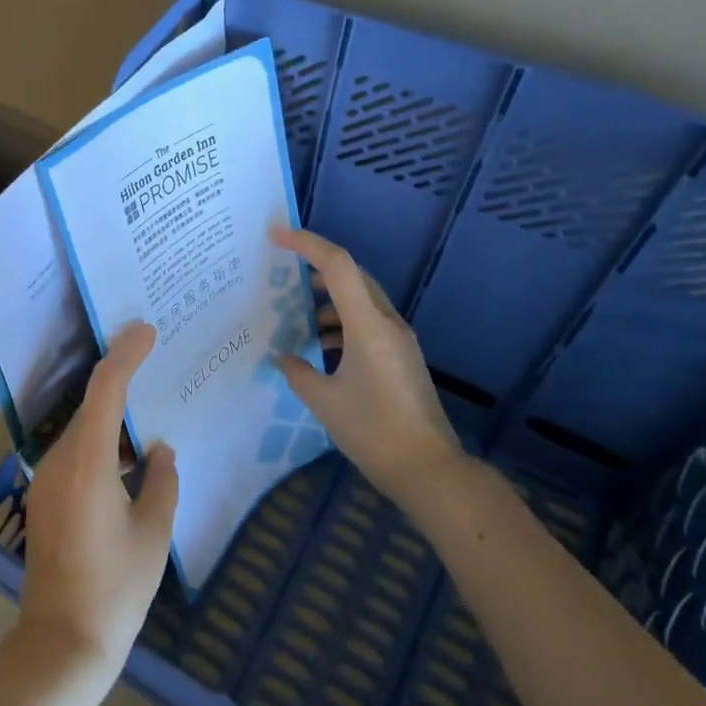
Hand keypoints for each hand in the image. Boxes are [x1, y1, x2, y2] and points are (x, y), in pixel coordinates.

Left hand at [16, 323, 178, 705]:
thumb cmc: (116, 590)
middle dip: (120, 379)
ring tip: (148, 407)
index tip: (146, 331)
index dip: (125, 355)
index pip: (105, 390)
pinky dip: (101, 442)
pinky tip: (127, 456)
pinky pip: (75, 454)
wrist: (61, 643)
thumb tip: (159, 452)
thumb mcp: (154, 534)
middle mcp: (59, 461)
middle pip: (90, 405)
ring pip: (82, 430)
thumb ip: (162, 482)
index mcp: (88, 463)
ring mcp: (45, 481)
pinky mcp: (43, 499)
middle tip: (154, 360)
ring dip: (111, 415)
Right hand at [271, 227, 466, 498]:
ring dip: (329, 299)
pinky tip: (321, 347)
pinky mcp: (401, 357)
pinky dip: (342, 323)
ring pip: (361, 300)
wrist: (429, 469)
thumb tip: (285, 357)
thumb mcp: (324, 401)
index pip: (338, 266)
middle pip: (352, 277)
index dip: (307, 244)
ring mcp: (398, 340)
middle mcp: (387, 323)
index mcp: (368, 325)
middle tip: (282, 273)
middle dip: (316, 268)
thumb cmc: (373, 431)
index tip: (276, 235)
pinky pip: (368, 323)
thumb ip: (298, 372)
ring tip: (296, 314)